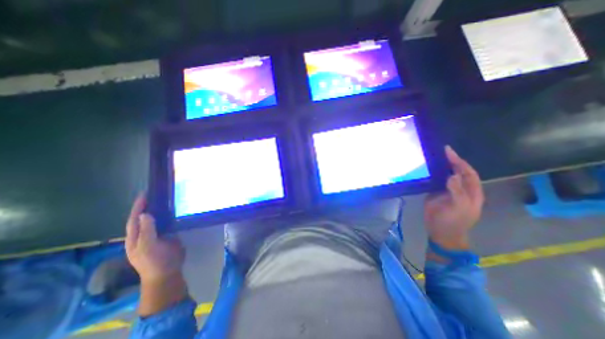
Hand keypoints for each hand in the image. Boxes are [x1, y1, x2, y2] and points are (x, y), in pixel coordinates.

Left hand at [125, 195, 186, 315]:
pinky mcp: (168, 237)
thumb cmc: (155, 261)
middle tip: (156, 195)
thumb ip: (146, 231)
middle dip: (147, 207)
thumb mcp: (148, 247)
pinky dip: (169, 216)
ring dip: (159, 211)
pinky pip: (167, 224)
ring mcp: (156, 236)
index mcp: (135, 238)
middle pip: (143, 219)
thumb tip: (145, 214)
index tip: (144, 195)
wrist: (167, 273)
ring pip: (156, 221)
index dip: (138, 207)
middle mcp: (144, 235)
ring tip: (166, 200)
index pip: (134, 220)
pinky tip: (175, 211)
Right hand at [421, 144, 485, 249]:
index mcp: (471, 192)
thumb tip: (453, 175)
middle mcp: (460, 189)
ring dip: (440, 166)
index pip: (468, 173)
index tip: (449, 152)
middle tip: (440, 151)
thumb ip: (457, 192)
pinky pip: (434, 181)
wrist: (440, 232)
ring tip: (432, 156)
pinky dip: (431, 174)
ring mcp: (447, 191)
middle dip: (451, 161)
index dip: (460, 162)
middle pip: (457, 171)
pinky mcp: (435, 193)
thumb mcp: (459, 208)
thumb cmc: (453, 222)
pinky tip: (425, 169)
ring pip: (445, 175)